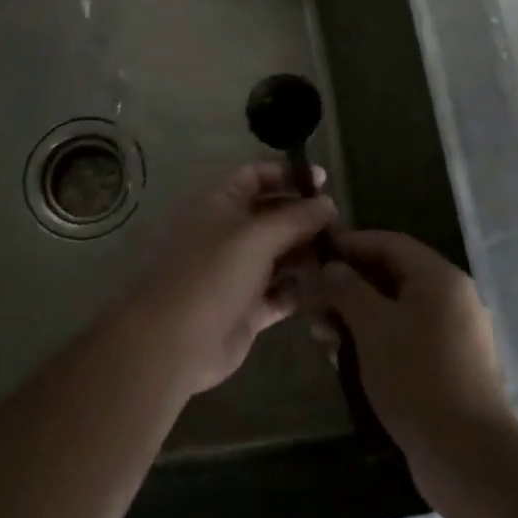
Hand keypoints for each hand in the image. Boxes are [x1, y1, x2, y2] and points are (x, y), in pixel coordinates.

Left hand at [131, 162, 335, 396]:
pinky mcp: (247, 308)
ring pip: (279, 255)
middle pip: (272, 215)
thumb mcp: (258, 237)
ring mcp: (237, 272)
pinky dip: (300, 289)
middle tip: (340, 224)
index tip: (323, 181)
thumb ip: (296, 218)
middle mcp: (228, 233)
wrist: (176, 342)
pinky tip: (328, 287)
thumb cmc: (214, 274)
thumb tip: (328, 203)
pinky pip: (280, 292)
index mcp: (220, 204)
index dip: (287, 174)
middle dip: (304, 217)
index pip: (255, 175)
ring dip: (307, 254)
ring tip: (342, 255)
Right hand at [315, 232, 515, 476]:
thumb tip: (329, 267)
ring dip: (357, 317)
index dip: (350, 244)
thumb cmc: (416, 377)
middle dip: (348, 286)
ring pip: (396, 310)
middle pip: (391, 276)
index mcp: (439, 277)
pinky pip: (406, 338)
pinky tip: (348, 361)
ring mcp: (454, 334)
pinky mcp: (450, 367)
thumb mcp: (372, 325)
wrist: (467, 457)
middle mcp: (452, 297)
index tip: (314, 253)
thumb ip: (346, 288)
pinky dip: (376, 341)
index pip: (388, 242)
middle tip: (312, 304)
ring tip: (323, 337)